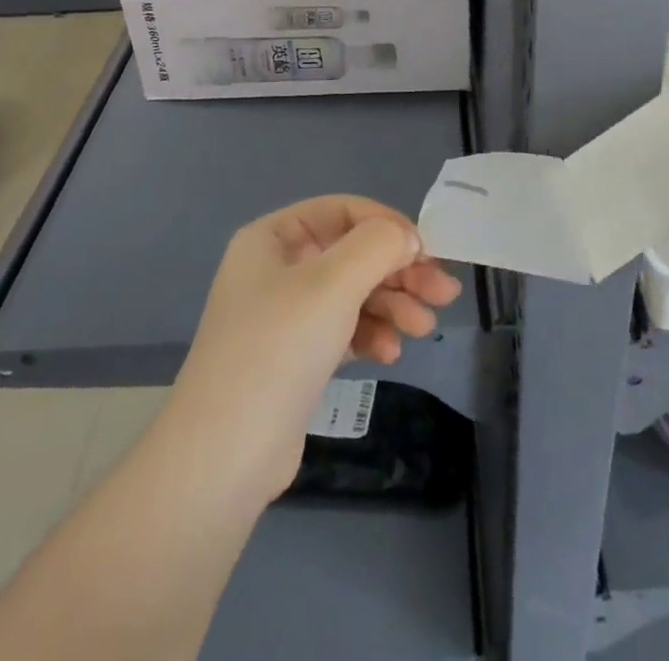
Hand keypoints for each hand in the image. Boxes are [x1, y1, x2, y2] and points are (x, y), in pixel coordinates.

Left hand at [169, 195, 463, 503]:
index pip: (343, 211)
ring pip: (353, 293)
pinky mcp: (296, 357)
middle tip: (444, 293)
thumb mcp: (332, 283)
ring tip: (424, 328)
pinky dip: (371, 334)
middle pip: (353, 254)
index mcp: (273, 238)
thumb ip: (378, 246)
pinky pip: (344, 329)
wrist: (224, 458)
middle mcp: (277, 269)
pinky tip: (390, 353)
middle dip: (399, 272)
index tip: (427, 252)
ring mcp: (285, 315)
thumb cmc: (278, 349)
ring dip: (393, 305)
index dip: (388, 225)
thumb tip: (408, 237)